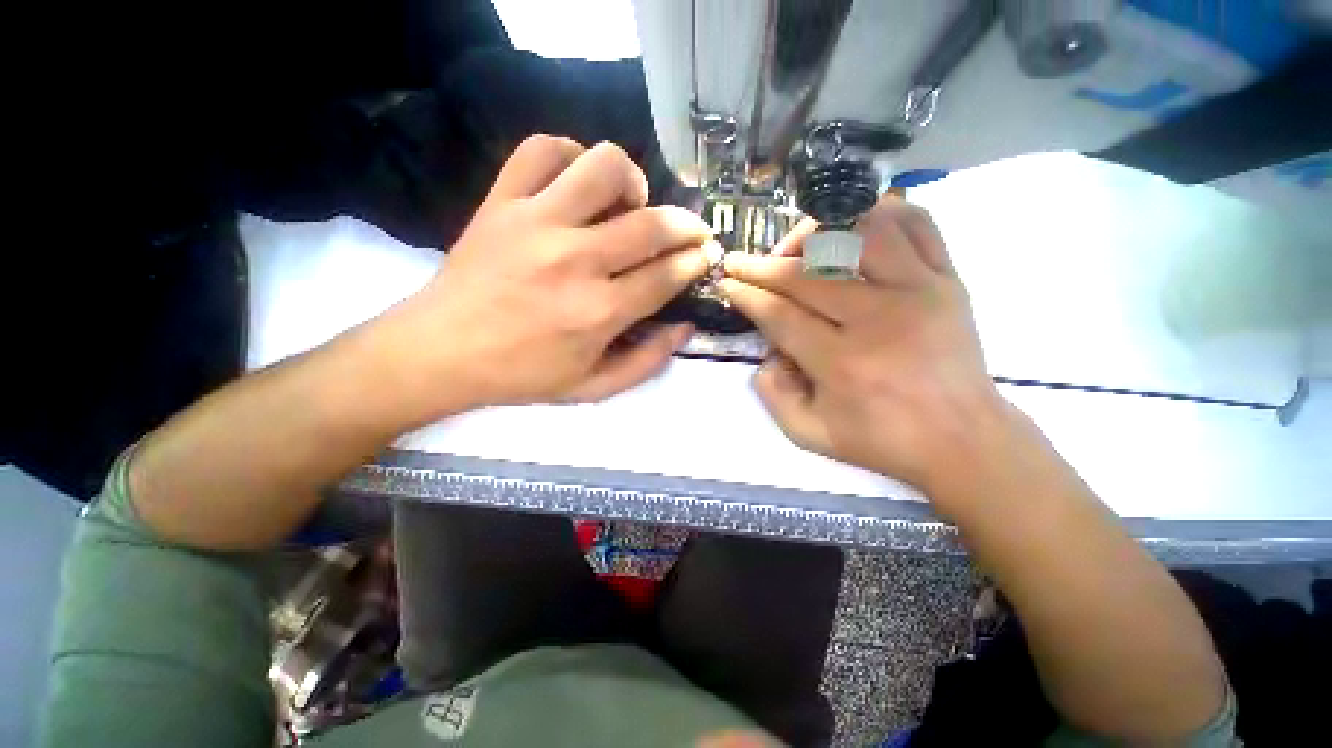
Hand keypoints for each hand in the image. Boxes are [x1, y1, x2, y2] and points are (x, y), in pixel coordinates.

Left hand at [382, 135, 713, 413]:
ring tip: (631, 204)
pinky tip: (580, 182)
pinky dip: (571, 154)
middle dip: (686, 225)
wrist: (441, 352)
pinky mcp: (502, 201)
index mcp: (599, 313)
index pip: (666, 275)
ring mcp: (536, 223)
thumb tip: (684, 328)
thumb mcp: (593, 387)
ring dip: (633, 181)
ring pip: (604, 167)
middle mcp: (575, 261)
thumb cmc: (522, 376)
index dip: (694, 262)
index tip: (705, 255)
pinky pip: (542, 150)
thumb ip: (646, 361)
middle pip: (650, 224)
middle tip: (690, 232)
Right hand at [718, 196, 1013, 511]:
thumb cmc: (882, 440)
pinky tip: (852, 228)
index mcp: (844, 363)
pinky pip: (915, 224)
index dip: (746, 295)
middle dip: (762, 265)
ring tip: (797, 250)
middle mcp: (881, 319)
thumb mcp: (809, 433)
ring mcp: (921, 291)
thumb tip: (766, 351)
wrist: (963, 439)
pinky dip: (879, 214)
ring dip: (816, 233)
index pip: (780, 314)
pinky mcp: (949, 279)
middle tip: (743, 264)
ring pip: (860, 232)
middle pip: (807, 273)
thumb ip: (773, 394)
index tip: (727, 283)